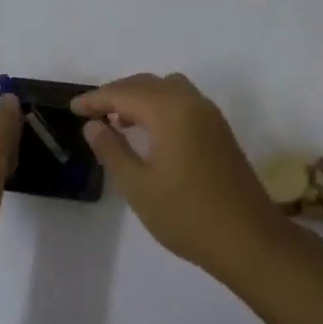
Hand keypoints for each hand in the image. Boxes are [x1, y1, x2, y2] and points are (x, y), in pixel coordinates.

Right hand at [71, 73, 286, 276]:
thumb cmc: (187, 215)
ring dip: (142, 96)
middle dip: (117, 93)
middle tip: (92, 114)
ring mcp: (211, 115)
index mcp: (170, 111)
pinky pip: (184, 101)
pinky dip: (161, 105)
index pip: (124, 92)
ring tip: (120, 121)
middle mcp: (192, 103)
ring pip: (169, 89)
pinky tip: (150, 132)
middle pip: (148, 84)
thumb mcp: (139, 186)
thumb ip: (113, 150)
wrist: (249, 239)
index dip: (96, 98)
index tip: (73, 108)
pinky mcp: (220, 131)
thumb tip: (94, 125)